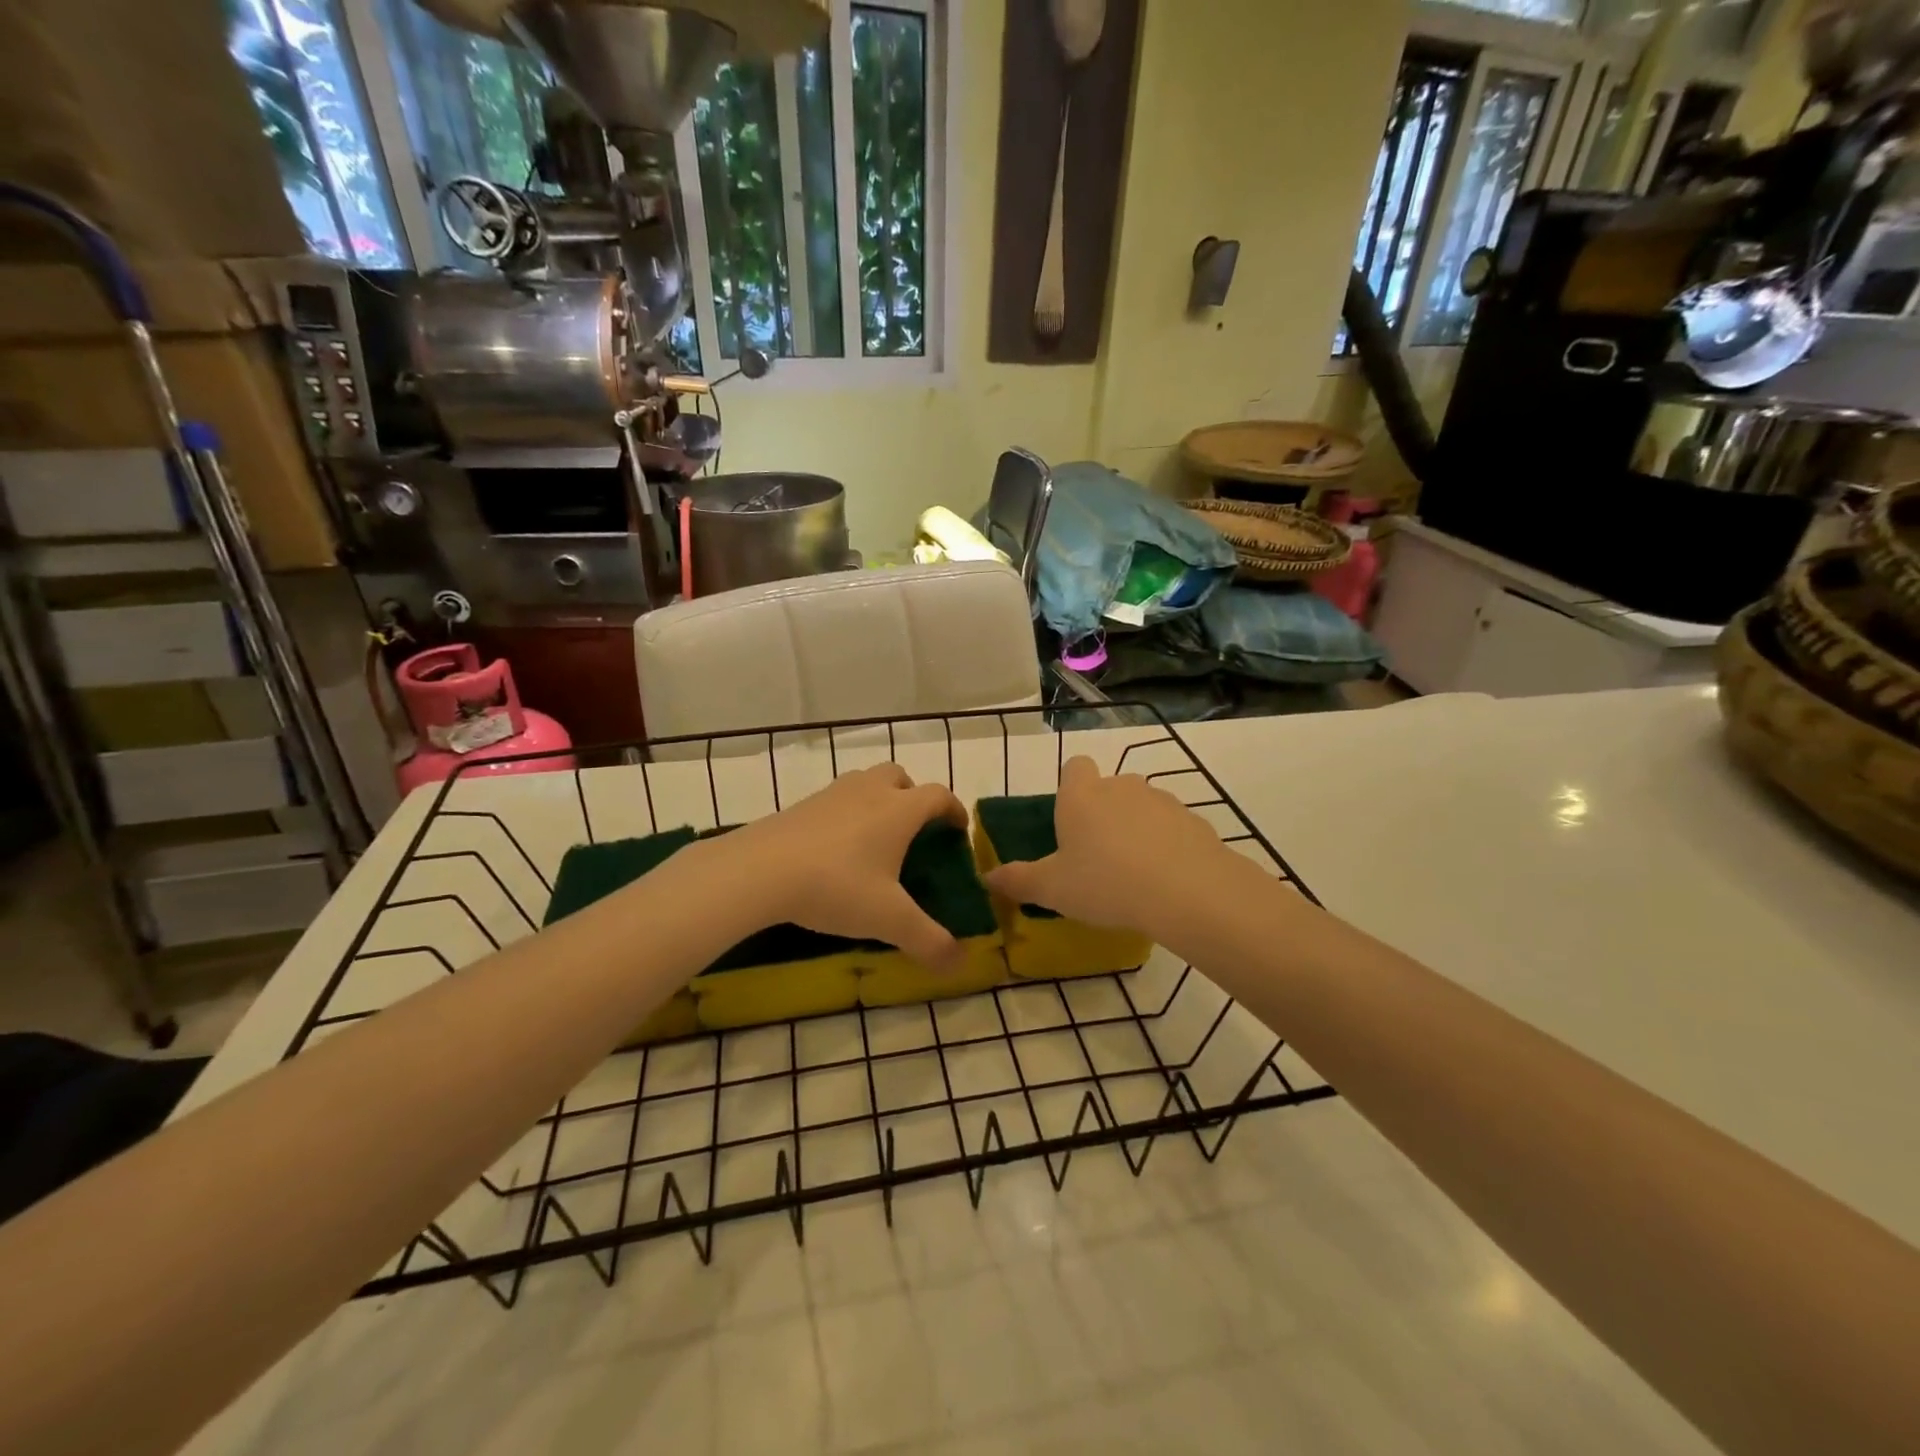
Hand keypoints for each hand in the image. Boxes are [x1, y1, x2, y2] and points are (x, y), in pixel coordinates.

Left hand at [707, 764, 969, 968]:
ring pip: (866, 782)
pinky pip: (837, 799)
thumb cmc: (836, 886)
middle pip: (900, 777)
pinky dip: (847, 814)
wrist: (760, 870)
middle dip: (914, 797)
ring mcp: (833, 793)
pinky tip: (837, 848)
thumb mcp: (889, 920)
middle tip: (915, 830)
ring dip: (879, 800)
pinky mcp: (802, 804)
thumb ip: (929, 941)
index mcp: (900, 810)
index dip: (955, 810)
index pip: (939, 796)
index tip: (959, 830)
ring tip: (876, 838)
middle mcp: (870, 790)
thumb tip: (961, 963)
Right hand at [981, 756, 1241, 937]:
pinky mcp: (1193, 820)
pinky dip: (1166, 845)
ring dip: (1136, 829)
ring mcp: (1161, 800)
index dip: (1071, 787)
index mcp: (1081, 796)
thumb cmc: (1105, 883)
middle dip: (1103, 813)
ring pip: (1141, 806)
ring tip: (1134, 873)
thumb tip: (988, 877)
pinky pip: (1172, 827)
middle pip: (1108, 788)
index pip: (1075, 767)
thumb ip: (1018, 880)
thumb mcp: (1052, 889)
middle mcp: (1120, 786)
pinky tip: (1165, 880)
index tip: (1070, 820)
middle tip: (1097, 856)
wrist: (1186, 891)